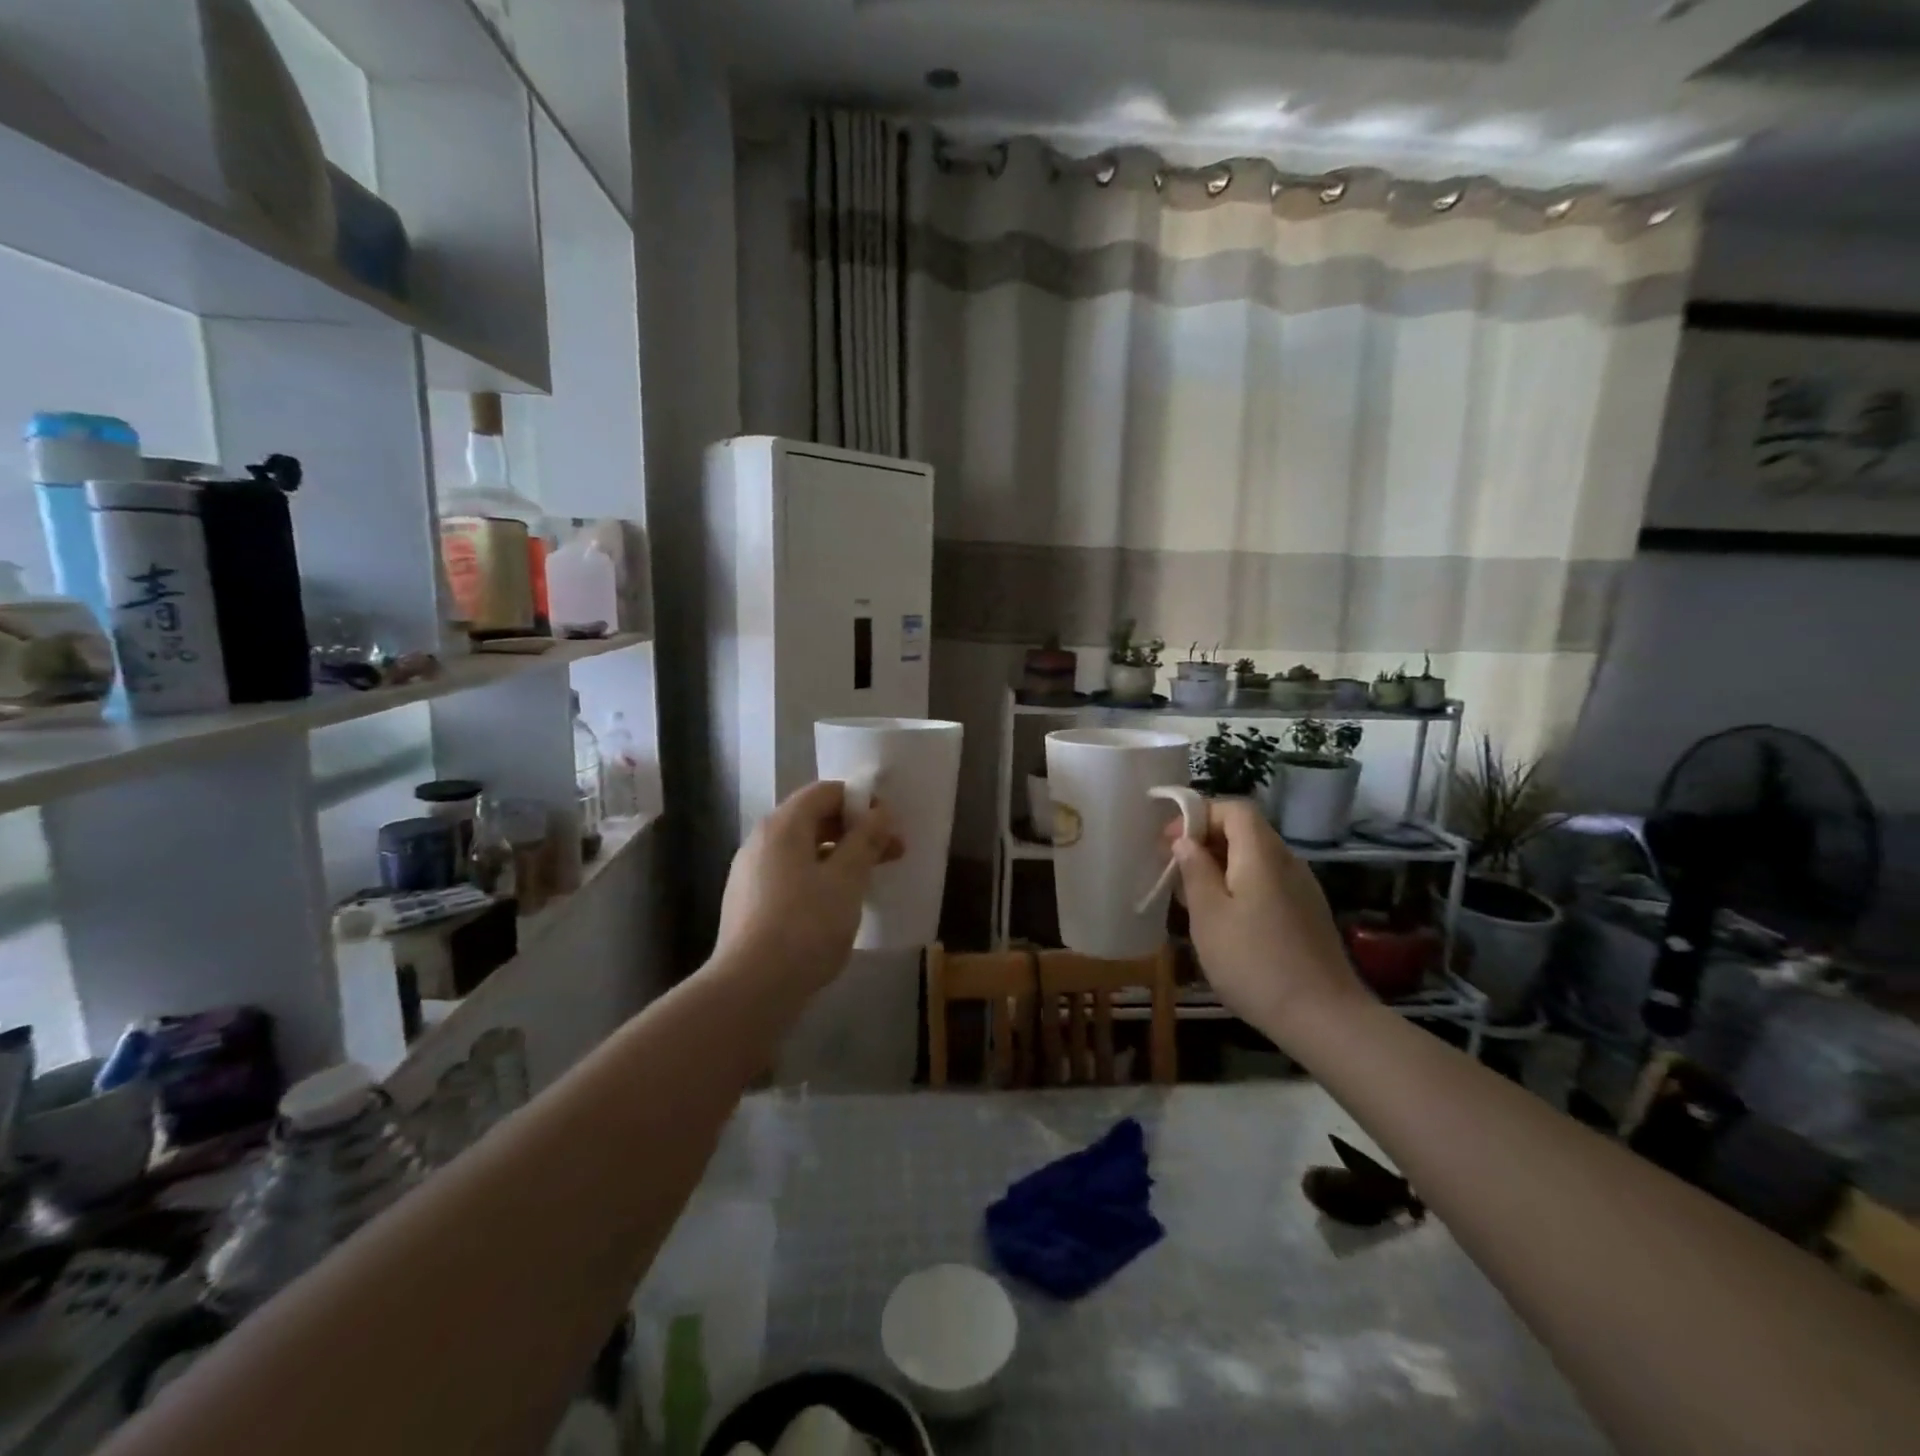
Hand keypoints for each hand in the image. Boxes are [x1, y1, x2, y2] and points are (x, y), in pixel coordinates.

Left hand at [715, 780, 902, 991]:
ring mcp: (749, 873)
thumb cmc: (806, 925)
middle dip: (854, 832)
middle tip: (890, 854)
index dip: (862, 802)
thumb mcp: (847, 880)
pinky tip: (836, 907)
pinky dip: (818, 878)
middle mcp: (761, 841)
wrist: (751, 988)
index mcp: (783, 826)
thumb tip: (880, 813)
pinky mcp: (748, 903)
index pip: (826, 792)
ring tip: (868, 882)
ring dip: (839, 857)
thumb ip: (865, 841)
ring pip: (802, 851)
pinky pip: (789, 876)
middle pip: (813, 820)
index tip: (889, 826)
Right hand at [1168, 799, 1367, 1045]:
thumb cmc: (1254, 963)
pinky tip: (1225, 919)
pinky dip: (1240, 885)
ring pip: (1256, 858)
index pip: (1234, 809)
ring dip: (1221, 865)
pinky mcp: (1307, 913)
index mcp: (1262, 855)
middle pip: (1246, 831)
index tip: (1170, 841)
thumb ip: (1195, 871)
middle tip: (1174, 869)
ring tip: (1192, 896)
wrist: (1323, 1018)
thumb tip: (1185, 841)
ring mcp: (1302, 888)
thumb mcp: (1209, 916)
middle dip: (1206, 840)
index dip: (1199, 815)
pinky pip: (1268, 882)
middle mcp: (1287, 861)